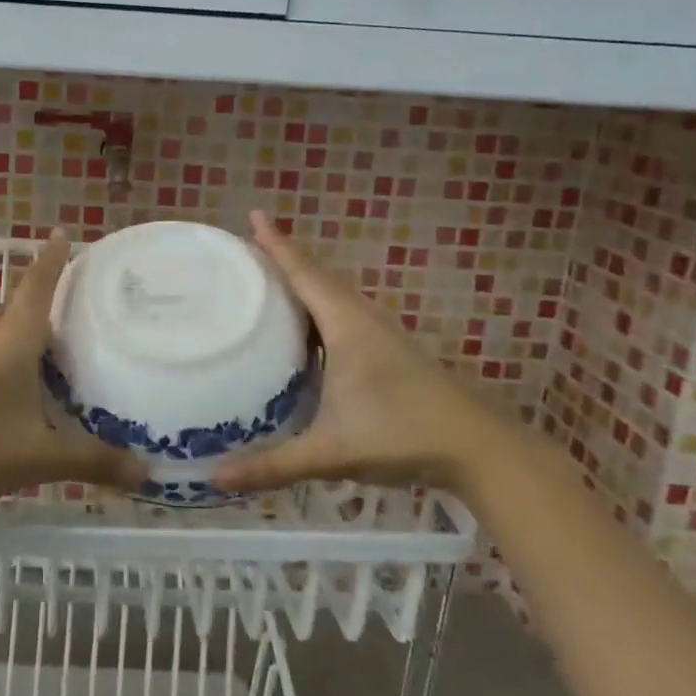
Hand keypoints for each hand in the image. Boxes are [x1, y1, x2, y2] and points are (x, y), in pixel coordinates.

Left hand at [0, 231, 146, 514]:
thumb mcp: (39, 458)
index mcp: (10, 338)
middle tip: (79, 319)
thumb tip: (147, 474)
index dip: (53, 258)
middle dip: (44, 306)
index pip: (37, 284)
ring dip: (23, 335)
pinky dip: (4, 356)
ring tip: (54, 358)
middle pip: (18, 306)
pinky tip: (15, 390)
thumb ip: (94, 461)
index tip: (64, 233)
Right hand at [212, 211, 513, 494]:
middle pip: (317, 278)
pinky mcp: (387, 354)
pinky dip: (317, 310)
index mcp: (346, 325)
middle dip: (283, 260)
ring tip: (267, 283)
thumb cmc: (402, 435)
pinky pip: (342, 317)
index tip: (255, 216)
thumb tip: (215, 479)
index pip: (304, 274)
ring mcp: (378, 336)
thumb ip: (274, 465)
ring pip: (332, 297)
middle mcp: (361, 320)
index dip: (277, 245)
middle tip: (246, 251)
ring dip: (302, 284)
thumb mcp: (331, 451)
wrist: (480, 449)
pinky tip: (304, 332)